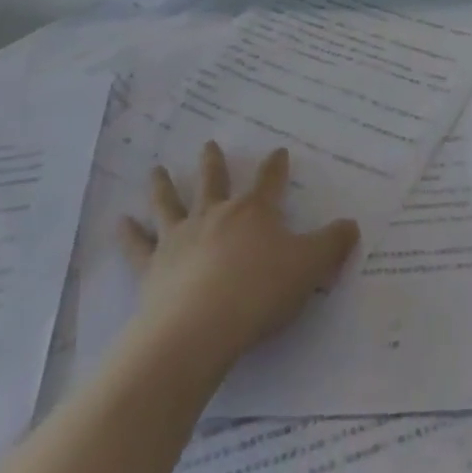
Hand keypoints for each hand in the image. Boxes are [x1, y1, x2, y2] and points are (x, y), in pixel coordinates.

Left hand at [120, 142, 358, 365]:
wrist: (200, 327)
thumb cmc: (260, 292)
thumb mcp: (310, 267)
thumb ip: (332, 244)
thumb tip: (351, 225)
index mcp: (254, 212)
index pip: (269, 181)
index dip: (276, 166)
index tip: (278, 151)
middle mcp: (215, 215)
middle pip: (215, 181)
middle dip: (214, 162)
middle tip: (209, 144)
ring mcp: (180, 238)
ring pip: (170, 203)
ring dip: (163, 185)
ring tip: (156, 169)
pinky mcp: (153, 266)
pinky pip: (138, 245)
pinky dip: (128, 233)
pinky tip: (119, 222)